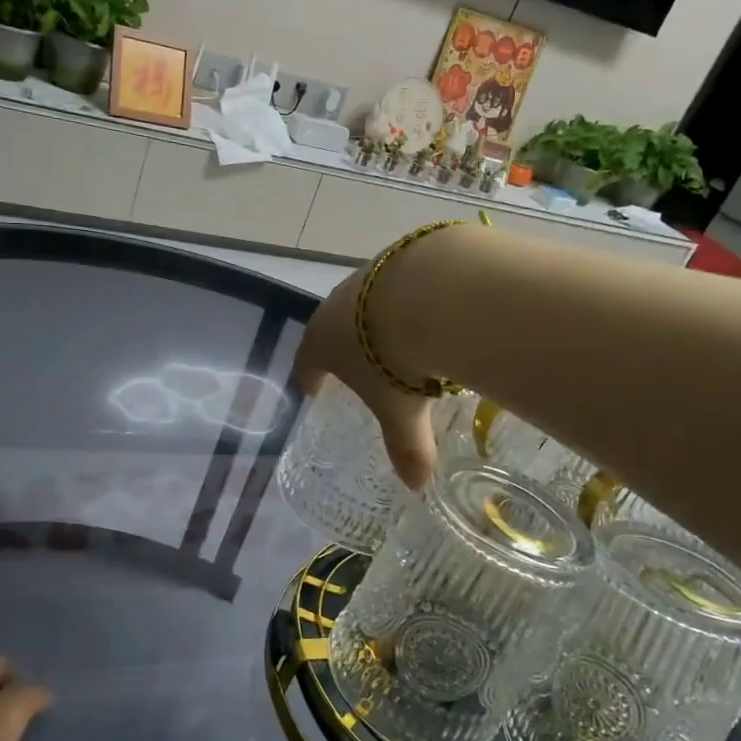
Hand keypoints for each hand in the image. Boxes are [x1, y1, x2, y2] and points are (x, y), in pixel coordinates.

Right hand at [291, 263, 439, 488]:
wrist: (432, 292)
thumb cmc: (397, 360)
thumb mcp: (399, 411)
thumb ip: (407, 448)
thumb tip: (417, 485)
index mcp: (323, 342)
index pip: (307, 362)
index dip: (310, 377)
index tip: (313, 389)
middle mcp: (338, 305)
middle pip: (334, 328)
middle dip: (345, 346)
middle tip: (360, 365)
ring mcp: (369, 275)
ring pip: (368, 302)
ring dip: (378, 319)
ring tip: (400, 336)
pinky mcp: (402, 255)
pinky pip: (401, 282)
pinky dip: (411, 298)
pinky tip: (433, 309)